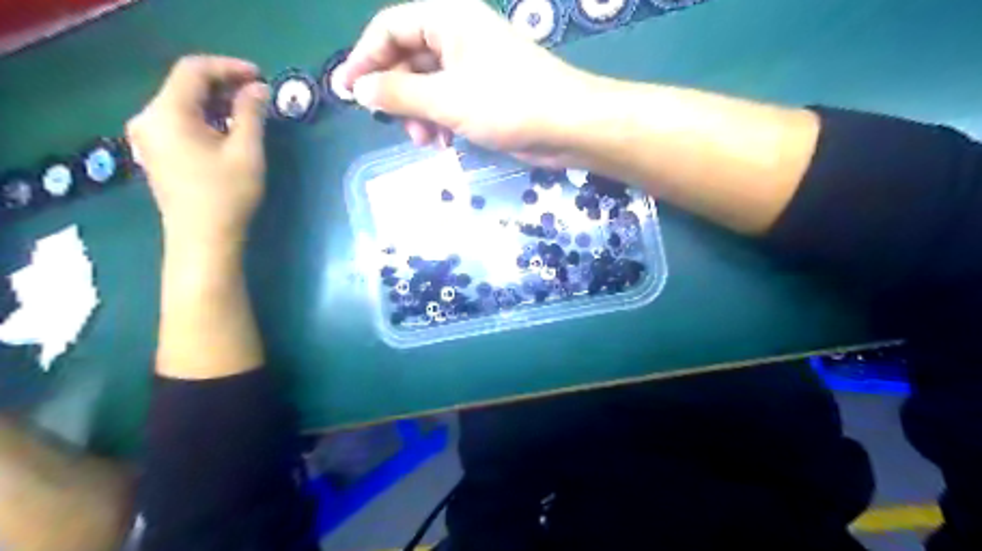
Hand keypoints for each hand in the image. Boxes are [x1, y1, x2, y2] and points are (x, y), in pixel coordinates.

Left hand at [127, 54, 269, 246]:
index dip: (229, 67)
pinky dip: (205, 118)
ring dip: (216, 102)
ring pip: (183, 104)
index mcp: (167, 113)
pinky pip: (179, 121)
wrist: (202, 240)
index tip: (261, 76)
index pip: (193, 70)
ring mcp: (148, 137)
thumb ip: (251, 114)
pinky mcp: (155, 152)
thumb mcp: (246, 152)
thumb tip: (258, 89)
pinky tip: (228, 130)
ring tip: (249, 111)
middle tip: (259, 93)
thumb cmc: (227, 196)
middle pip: (184, 85)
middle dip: (223, 84)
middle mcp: (149, 118)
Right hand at [337, 0, 597, 164]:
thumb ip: (398, 93)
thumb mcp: (446, 99)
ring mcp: (473, 66)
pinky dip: (439, 121)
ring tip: (424, 141)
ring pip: (427, 85)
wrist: (567, 126)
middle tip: (390, 124)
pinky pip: (448, 102)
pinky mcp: (484, 93)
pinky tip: (442, 143)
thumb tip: (359, 89)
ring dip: (418, 114)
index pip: (390, 28)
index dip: (365, 58)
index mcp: (448, 18)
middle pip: (407, 58)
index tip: (347, 92)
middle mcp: (458, 36)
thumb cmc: (508, 103)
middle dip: (396, 94)